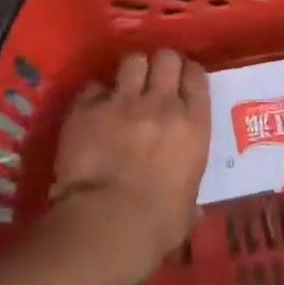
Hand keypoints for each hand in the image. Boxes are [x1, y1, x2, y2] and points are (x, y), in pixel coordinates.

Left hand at [50, 50, 209, 284]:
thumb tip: (191, 207)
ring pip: (132, 60)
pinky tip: (92, 110)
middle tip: (154, 80)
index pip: (196, 76)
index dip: (188, 75)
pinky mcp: (86, 108)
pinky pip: (93, 87)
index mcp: (193, 125)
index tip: (182, 83)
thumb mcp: (187, 208)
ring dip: (130, 72)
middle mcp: (161, 103)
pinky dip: (94, 96)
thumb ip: (189, 193)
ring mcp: (122, 101)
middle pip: (166, 57)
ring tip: (124, 88)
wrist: (105, 227)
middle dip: (160, 64)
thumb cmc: (156, 226)